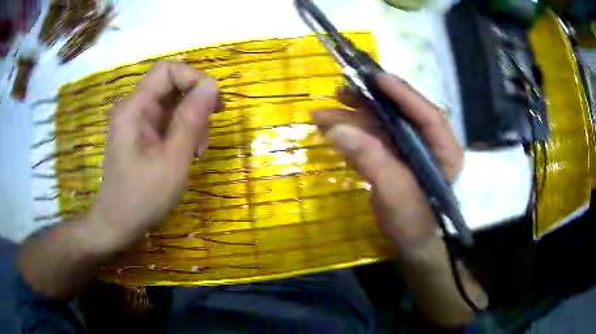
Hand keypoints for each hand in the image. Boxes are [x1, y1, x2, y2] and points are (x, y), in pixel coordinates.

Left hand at [90, 61, 218, 248]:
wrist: (118, 224)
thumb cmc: (142, 198)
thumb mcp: (172, 161)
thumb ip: (191, 121)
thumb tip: (212, 86)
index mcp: (134, 108)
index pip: (167, 70)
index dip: (193, 78)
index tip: (214, 104)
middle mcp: (133, 107)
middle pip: (171, 85)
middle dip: (195, 103)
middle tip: (207, 134)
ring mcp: (136, 120)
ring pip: (172, 103)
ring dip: (192, 120)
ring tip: (197, 151)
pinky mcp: (141, 133)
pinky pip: (167, 119)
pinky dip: (182, 131)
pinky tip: (188, 152)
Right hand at [312, 73, 462, 247]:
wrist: (413, 245)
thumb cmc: (414, 223)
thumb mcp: (395, 194)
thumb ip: (371, 159)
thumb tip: (336, 129)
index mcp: (444, 150)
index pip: (428, 115)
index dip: (403, 94)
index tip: (376, 77)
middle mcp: (429, 143)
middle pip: (400, 114)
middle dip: (369, 103)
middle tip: (340, 92)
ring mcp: (411, 150)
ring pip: (381, 126)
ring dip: (352, 120)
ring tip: (322, 116)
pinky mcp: (395, 158)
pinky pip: (373, 141)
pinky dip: (352, 136)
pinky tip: (331, 132)